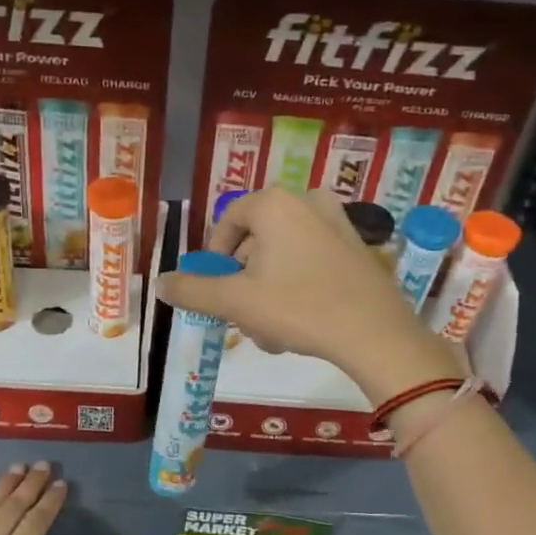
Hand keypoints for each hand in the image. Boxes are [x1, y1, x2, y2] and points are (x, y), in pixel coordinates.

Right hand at [156, 189, 458, 401]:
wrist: (375, 334)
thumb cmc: (299, 308)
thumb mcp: (236, 302)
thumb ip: (193, 290)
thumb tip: (160, 283)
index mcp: (275, 204)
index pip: (228, 221)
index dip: (214, 257)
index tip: (215, 289)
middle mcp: (306, 201)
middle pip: (255, 240)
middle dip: (243, 280)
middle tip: (243, 315)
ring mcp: (337, 222)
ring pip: (282, 255)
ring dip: (267, 290)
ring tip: (270, 330)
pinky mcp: (356, 247)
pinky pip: (310, 260)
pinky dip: (296, 286)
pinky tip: (299, 323)